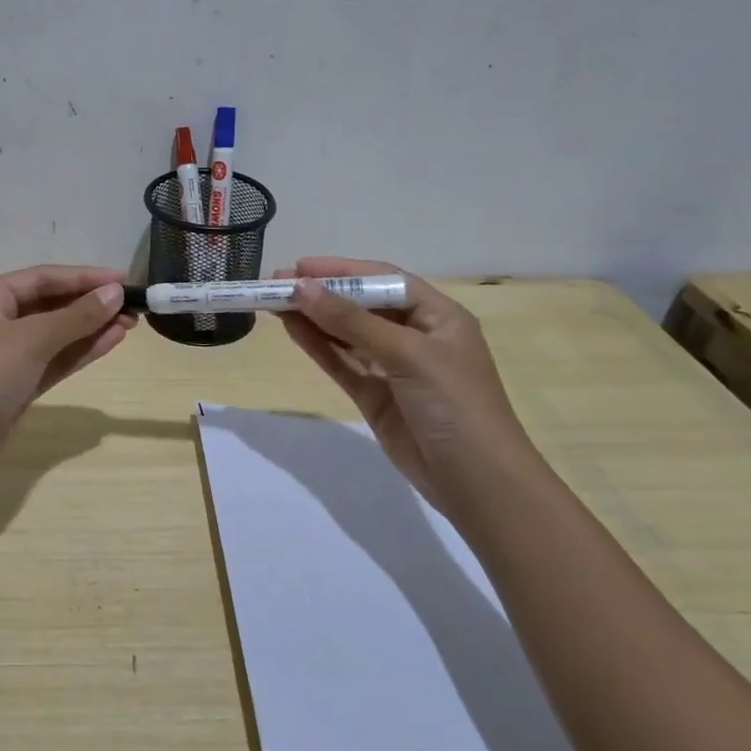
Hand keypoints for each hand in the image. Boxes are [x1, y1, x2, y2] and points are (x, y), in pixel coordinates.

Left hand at [0, 264, 137, 479]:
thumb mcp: (31, 340)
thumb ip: (76, 316)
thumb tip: (115, 293)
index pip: (43, 277)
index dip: (84, 277)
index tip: (123, 280)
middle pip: (50, 304)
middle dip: (90, 304)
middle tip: (132, 306)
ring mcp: (5, 356)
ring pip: (55, 334)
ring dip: (90, 328)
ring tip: (129, 324)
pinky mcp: (16, 385)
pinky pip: (53, 359)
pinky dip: (79, 351)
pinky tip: (109, 342)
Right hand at [276, 257, 541, 512]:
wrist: (476, 482)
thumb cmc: (454, 404)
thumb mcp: (407, 354)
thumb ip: (351, 321)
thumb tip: (300, 287)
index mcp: (438, 316)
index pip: (383, 280)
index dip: (341, 270)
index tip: (298, 267)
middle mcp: (416, 336)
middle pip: (362, 305)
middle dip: (322, 293)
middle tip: (276, 284)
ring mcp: (394, 368)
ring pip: (347, 334)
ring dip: (314, 318)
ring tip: (274, 303)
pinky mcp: (376, 396)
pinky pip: (342, 363)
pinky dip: (318, 346)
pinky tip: (292, 329)